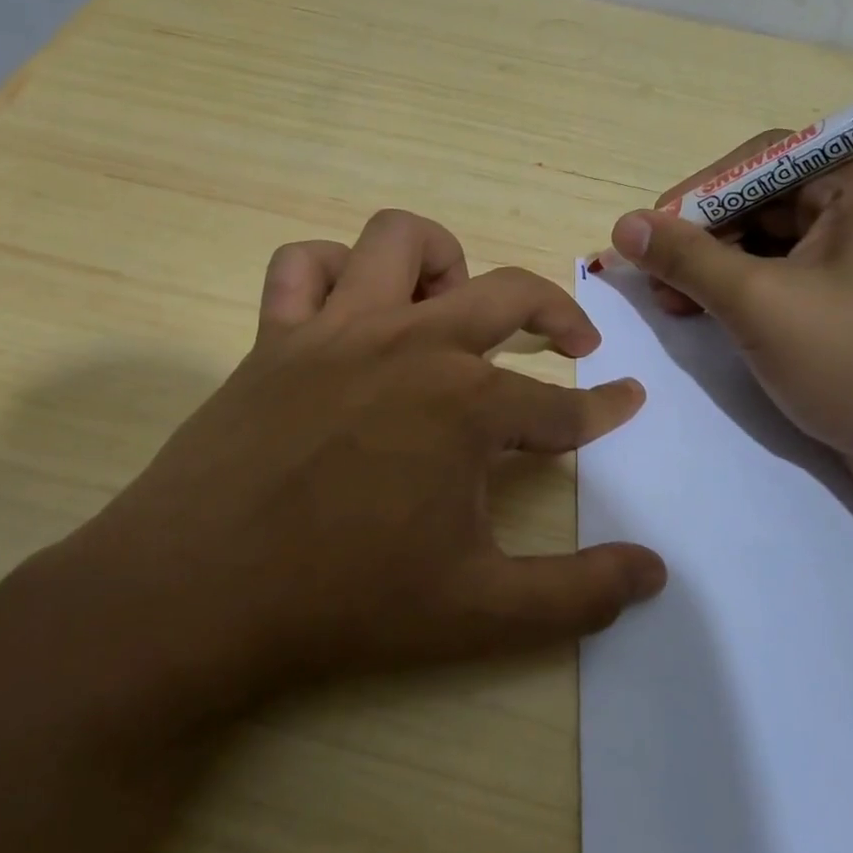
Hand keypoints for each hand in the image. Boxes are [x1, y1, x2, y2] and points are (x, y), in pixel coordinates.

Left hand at [58, 210, 665, 718]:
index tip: (627, 403)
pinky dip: (333, 270)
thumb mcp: (481, 612)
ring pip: (401, 240)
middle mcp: (410, 344)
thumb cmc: (344, 601)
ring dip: (443, 262)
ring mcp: (337, 330)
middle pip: (508, 292)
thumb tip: (655, 571)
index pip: (560, 405)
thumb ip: (578, 592)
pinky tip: (350, 310)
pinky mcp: (274, 336)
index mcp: (466, 404)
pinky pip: (302, 266)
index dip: (602, 409)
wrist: (196, 596)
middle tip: (575, 340)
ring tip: (452, 310)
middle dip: (558, 310)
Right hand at [609, 140, 852, 500]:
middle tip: (654, 277)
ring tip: (673, 303)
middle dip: (703, 238)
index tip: (648, 234)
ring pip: (772, 243)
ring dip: (716, 268)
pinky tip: (709, 315)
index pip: (761, 160)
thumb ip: (687, 258)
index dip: (697, 193)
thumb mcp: (759, 304)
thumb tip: (623, 226)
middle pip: (764, 200)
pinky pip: (790, 276)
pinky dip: (745, 292)